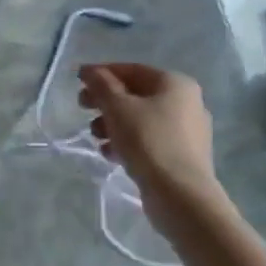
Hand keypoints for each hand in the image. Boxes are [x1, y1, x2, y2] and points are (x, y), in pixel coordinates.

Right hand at [77, 64, 229, 232]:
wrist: (181, 195)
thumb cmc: (148, 141)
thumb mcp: (117, 107)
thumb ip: (101, 84)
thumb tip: (90, 71)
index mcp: (175, 84)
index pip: (132, 70)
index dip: (102, 73)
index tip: (78, 82)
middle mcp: (186, 103)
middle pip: (136, 94)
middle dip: (106, 102)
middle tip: (82, 109)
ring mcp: (187, 132)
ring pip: (140, 119)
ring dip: (113, 124)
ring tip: (96, 137)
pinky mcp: (182, 156)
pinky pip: (149, 140)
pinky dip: (128, 142)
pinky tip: (110, 154)